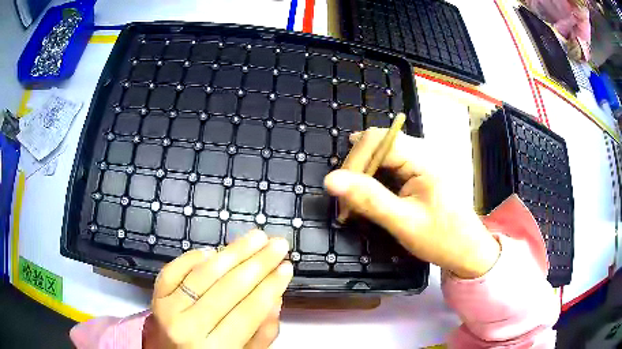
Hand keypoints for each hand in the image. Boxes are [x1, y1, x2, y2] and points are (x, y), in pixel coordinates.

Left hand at [145, 230, 291, 348]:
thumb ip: (261, 335)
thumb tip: (274, 299)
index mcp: (214, 348)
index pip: (248, 312)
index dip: (270, 287)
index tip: (287, 267)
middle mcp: (187, 326)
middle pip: (227, 289)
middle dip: (258, 263)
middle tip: (278, 244)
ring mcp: (167, 308)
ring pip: (203, 274)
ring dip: (232, 252)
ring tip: (255, 237)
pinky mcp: (155, 296)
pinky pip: (173, 270)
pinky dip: (192, 257)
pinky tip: (213, 250)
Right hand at [324, 128, 499, 278]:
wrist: (468, 251)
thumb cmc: (442, 239)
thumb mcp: (403, 222)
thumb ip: (369, 199)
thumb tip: (330, 180)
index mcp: (423, 158)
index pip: (377, 141)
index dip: (354, 163)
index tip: (342, 196)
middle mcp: (422, 151)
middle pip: (376, 144)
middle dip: (356, 171)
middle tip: (347, 204)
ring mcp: (420, 160)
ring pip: (379, 156)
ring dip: (363, 178)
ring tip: (355, 204)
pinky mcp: (418, 171)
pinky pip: (388, 167)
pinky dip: (373, 182)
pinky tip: (369, 200)